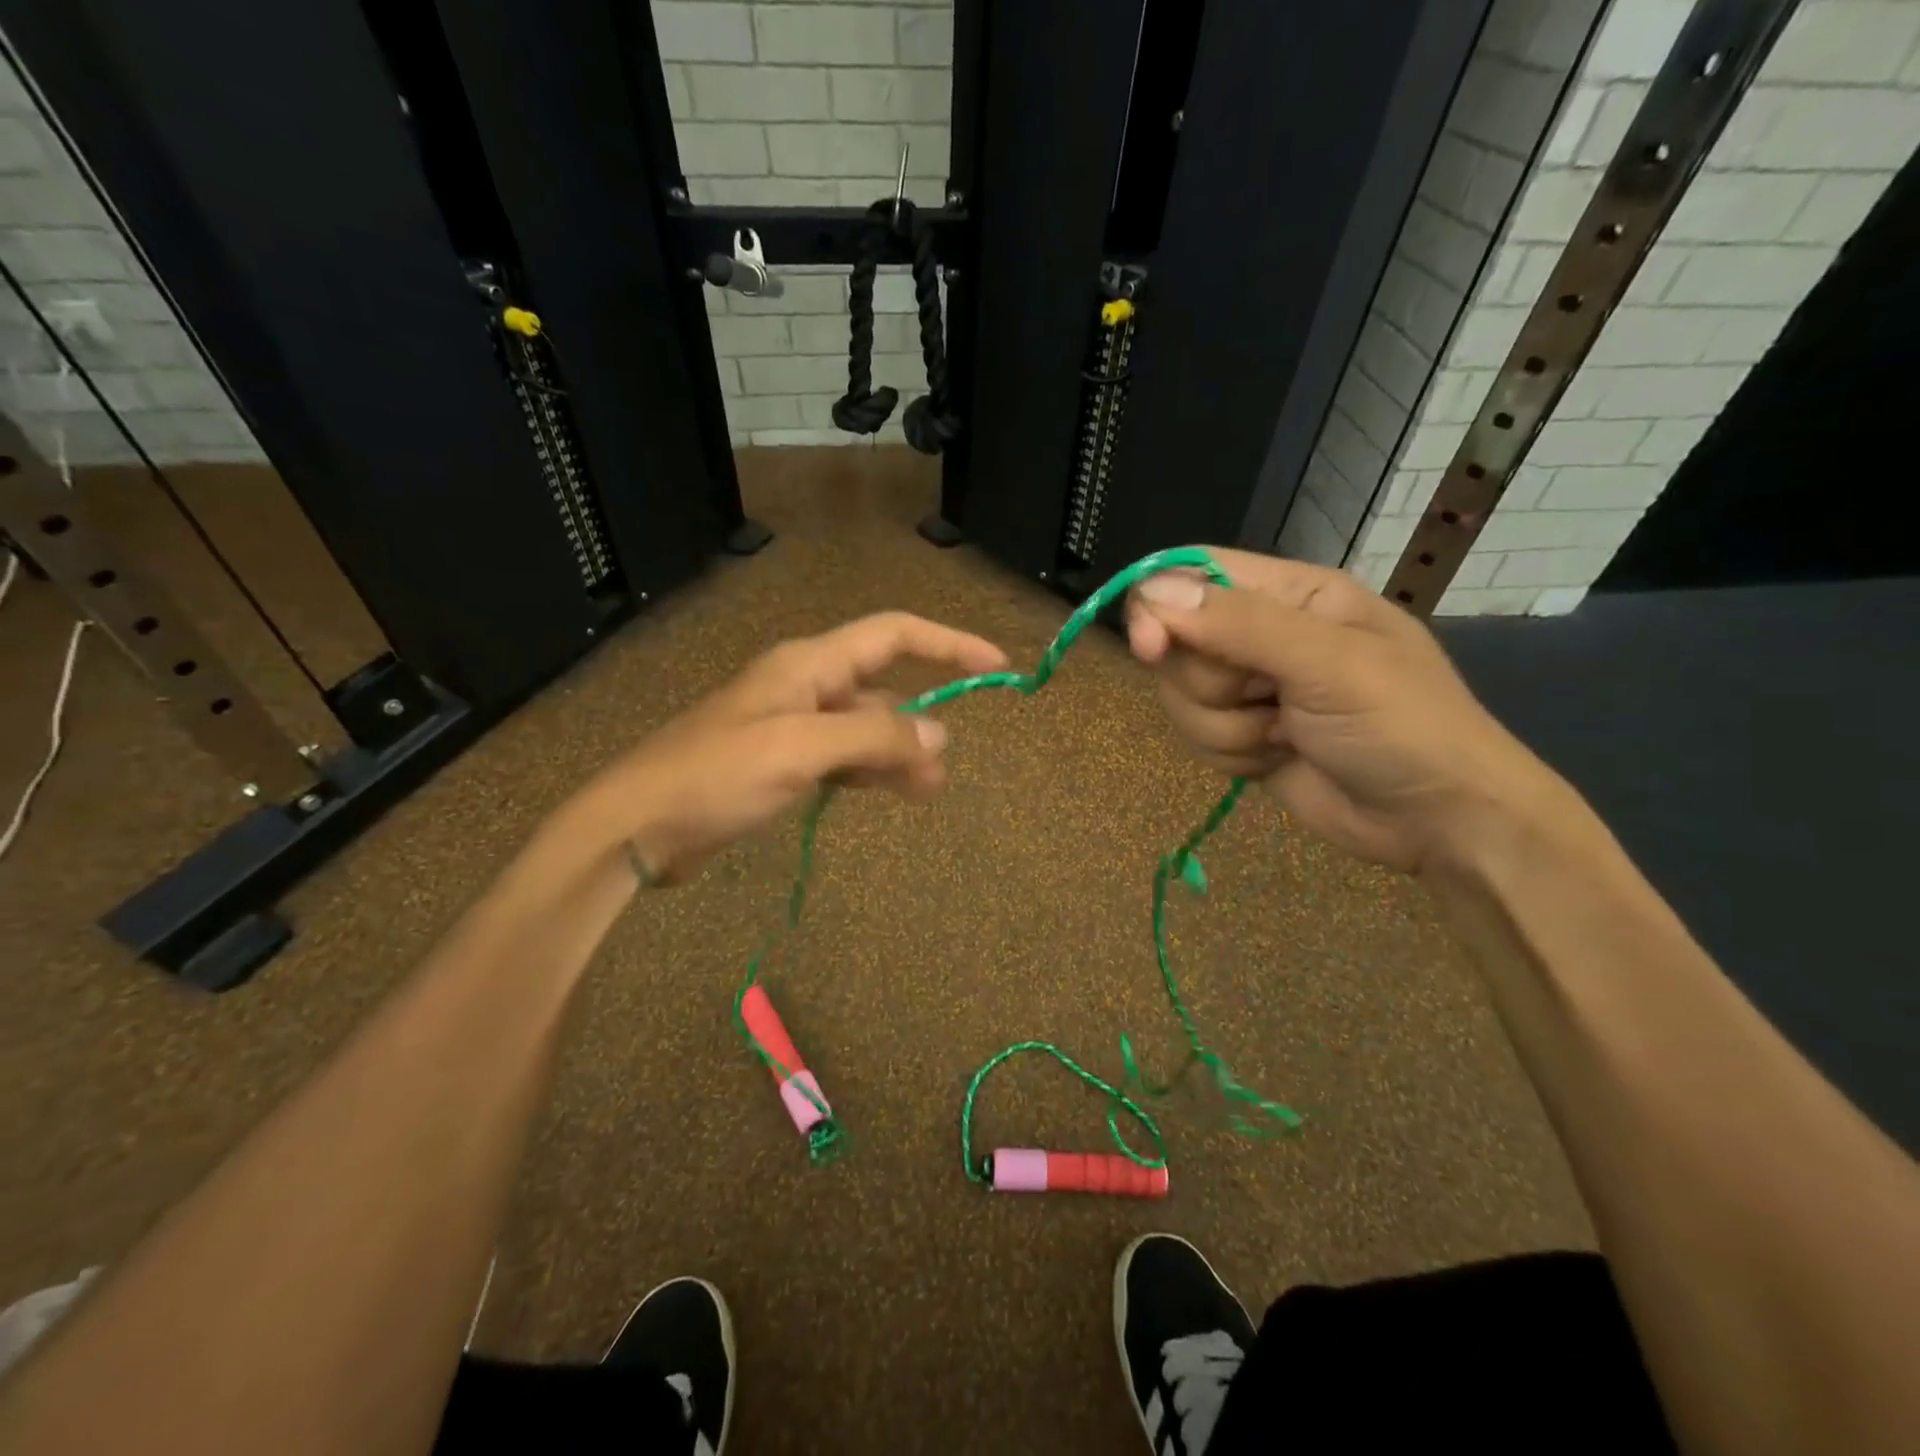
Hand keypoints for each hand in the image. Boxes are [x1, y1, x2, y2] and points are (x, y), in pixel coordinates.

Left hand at [572, 611, 1006, 882]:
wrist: (638, 825)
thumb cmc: (715, 775)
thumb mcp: (800, 750)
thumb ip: (873, 738)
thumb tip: (940, 736)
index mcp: (809, 665)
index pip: (893, 635)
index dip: (946, 643)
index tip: (994, 664)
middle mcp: (805, 685)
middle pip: (882, 688)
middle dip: (918, 722)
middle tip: (943, 770)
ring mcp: (793, 725)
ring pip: (864, 728)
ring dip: (896, 754)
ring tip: (925, 792)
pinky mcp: (782, 762)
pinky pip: (842, 757)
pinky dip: (868, 772)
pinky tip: (886, 792)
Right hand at [1126, 548, 1560, 874]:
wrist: (1439, 821)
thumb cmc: (1402, 725)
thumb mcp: (1327, 664)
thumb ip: (1238, 625)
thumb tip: (1151, 594)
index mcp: (1291, 594)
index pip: (1194, 573)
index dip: (1159, 604)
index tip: (1149, 648)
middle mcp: (1261, 633)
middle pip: (1177, 643)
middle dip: (1212, 685)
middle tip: (1267, 700)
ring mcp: (1250, 688)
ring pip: (1181, 696)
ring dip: (1226, 728)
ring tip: (1284, 737)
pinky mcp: (1242, 735)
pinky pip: (1195, 736)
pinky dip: (1231, 755)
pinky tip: (1277, 758)